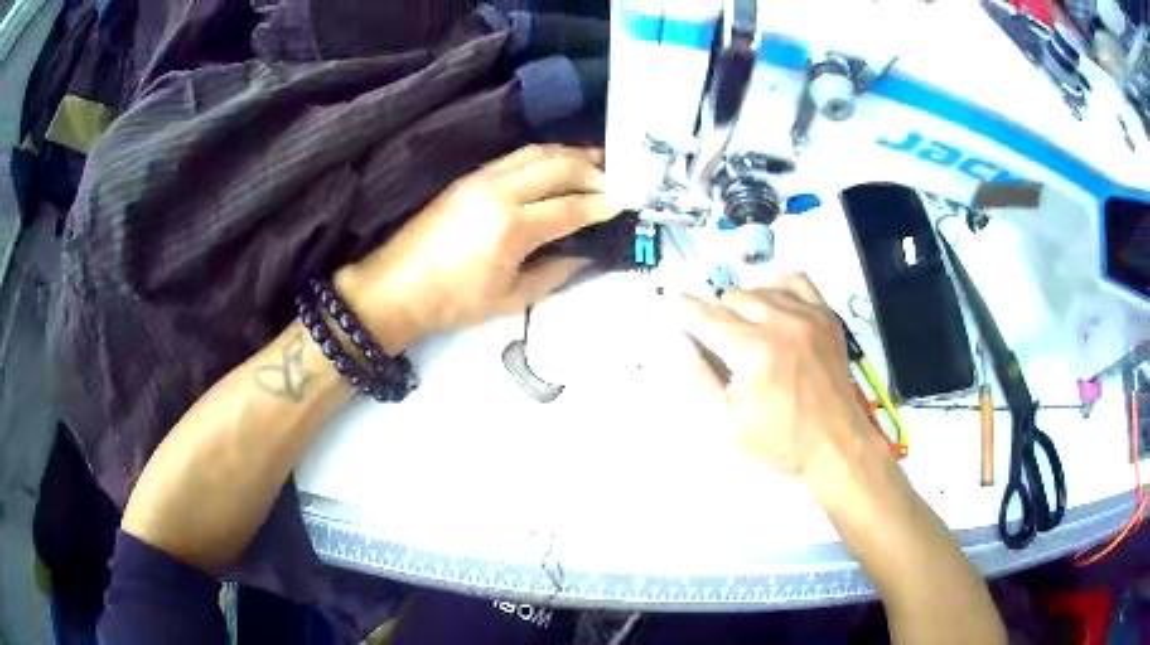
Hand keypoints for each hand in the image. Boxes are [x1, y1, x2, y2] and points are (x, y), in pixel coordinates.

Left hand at [336, 145, 611, 352]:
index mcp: (512, 228)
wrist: (396, 287)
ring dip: (570, 153)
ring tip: (596, 161)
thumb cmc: (453, 303)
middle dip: (593, 169)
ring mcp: (482, 178)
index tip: (626, 202)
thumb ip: (554, 274)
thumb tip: (585, 255)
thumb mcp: (511, 299)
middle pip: (558, 166)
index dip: (602, 205)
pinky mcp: (469, 177)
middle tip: (616, 178)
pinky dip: (544, 155)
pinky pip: (516, 156)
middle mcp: (500, 192)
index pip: (570, 207)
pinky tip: (557, 165)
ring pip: (537, 152)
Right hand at [678, 274, 886, 505]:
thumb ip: (705, 377)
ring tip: (746, 326)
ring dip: (747, 304)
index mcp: (754, 352)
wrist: (835, 445)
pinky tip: (775, 299)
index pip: (710, 319)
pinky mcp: (826, 318)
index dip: (687, 308)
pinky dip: (781, 285)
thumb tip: (683, 344)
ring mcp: (808, 317)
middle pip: (735, 298)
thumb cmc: (781, 441)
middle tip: (719, 336)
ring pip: (764, 289)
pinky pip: (800, 282)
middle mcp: (781, 324)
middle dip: (719, 313)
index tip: (673, 298)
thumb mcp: (731, 421)